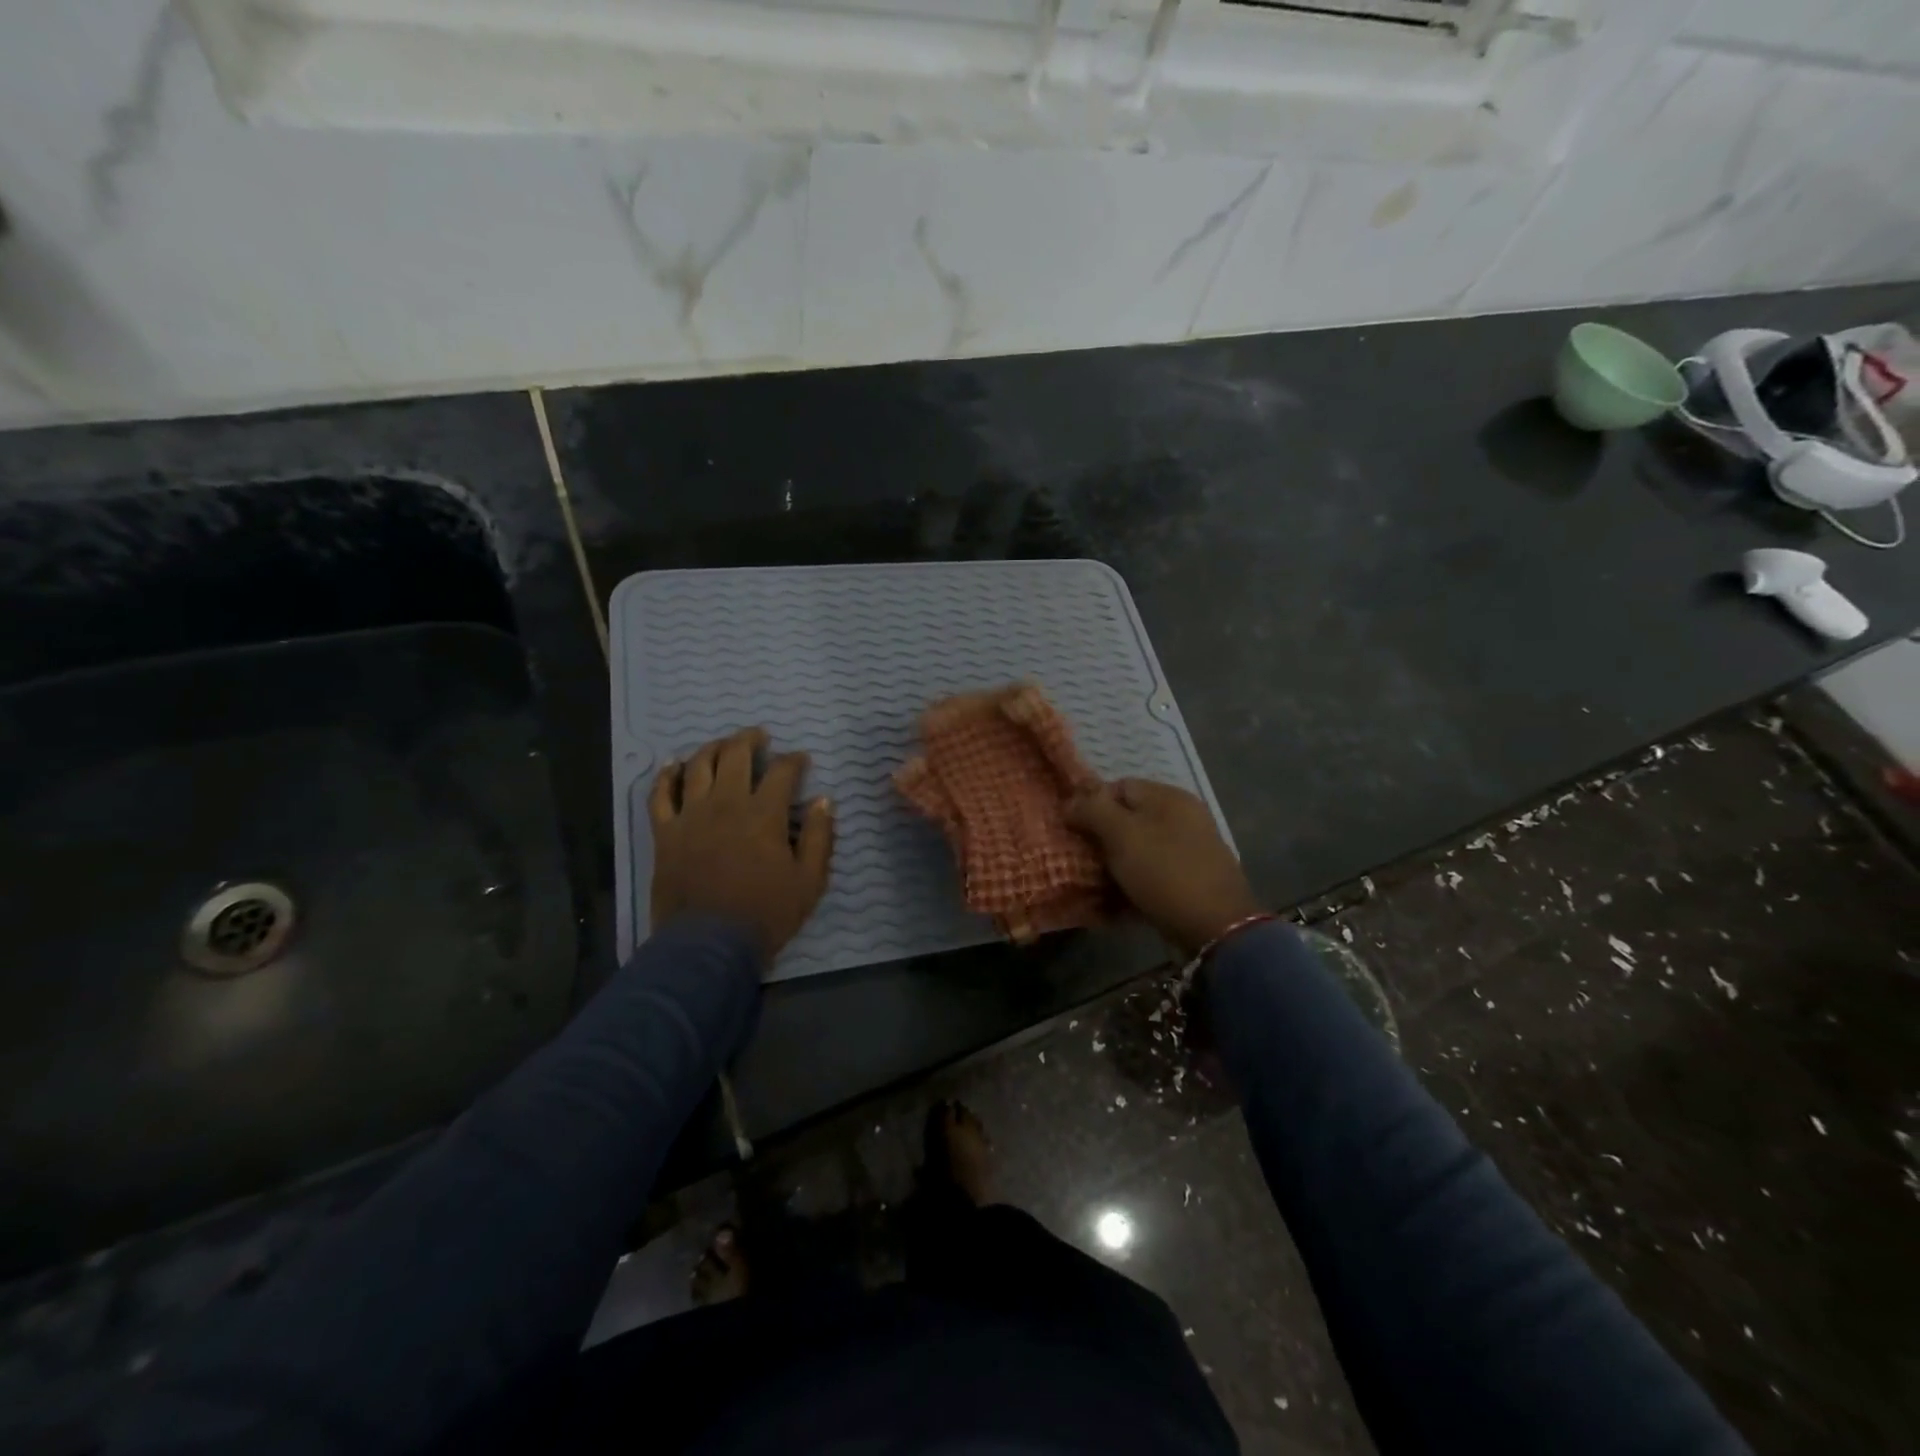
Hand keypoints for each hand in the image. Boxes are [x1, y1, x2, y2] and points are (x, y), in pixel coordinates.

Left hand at [649, 728, 834, 961]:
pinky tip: (674, 765)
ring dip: (713, 748)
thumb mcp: (809, 881)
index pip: (782, 771)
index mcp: (764, 814)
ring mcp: (691, 815)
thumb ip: (819, 837)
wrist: (708, 946)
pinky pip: (660, 794)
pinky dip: (667, 775)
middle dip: (751, 740)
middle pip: (736, 755)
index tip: (801, 760)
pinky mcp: (665, 832)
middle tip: (760, 737)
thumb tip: (823, 800)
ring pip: (698, 765)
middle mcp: (726, 804)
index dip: (794, 760)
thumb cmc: (765, 914)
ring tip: (724, 745)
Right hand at [1065, 778, 1262, 956]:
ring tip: (1095, 883)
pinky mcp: (1192, 880)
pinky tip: (1118, 902)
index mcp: (1169, 797)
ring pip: (1139, 849)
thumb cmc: (1165, 872)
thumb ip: (1093, 810)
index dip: (1091, 805)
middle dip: (1101, 838)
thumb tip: (1070, 801)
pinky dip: (1134, 883)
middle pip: (1129, 819)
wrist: (1217, 928)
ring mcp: (1190, 850)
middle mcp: (1183, 817)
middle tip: (1081, 859)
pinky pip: (1153, 874)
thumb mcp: (1122, 835)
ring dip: (1115, 864)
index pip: (1119, 786)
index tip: (1072, 831)